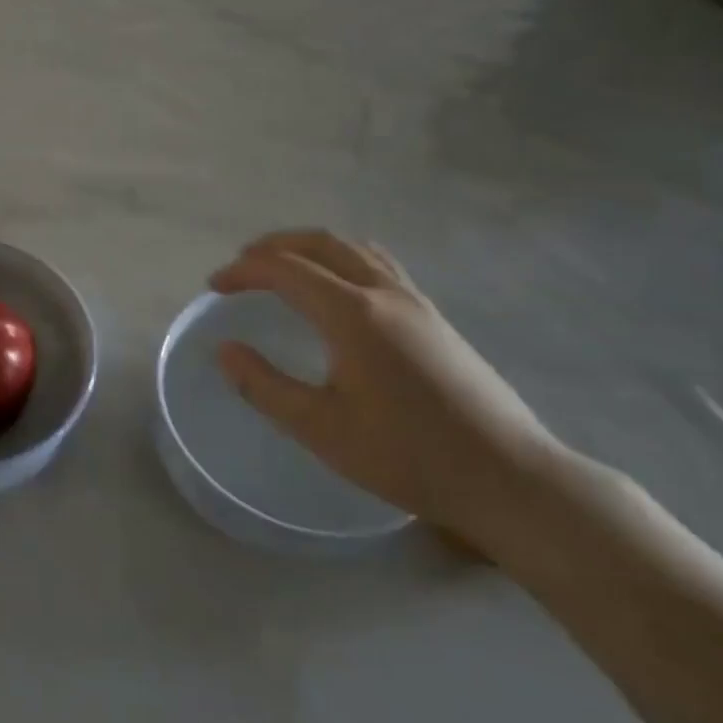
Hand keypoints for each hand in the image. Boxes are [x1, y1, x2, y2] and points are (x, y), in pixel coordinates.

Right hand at [211, 230, 578, 546]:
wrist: (509, 478)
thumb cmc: (407, 456)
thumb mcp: (320, 429)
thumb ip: (264, 386)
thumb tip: (224, 351)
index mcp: (353, 315)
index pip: (285, 269)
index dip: (243, 271)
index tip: (214, 286)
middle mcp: (385, 294)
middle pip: (322, 243)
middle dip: (274, 246)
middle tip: (241, 265)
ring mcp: (417, 302)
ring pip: (355, 249)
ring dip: (311, 247)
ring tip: (284, 266)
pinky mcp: (436, 319)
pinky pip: (379, 265)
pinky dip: (342, 260)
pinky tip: (339, 290)